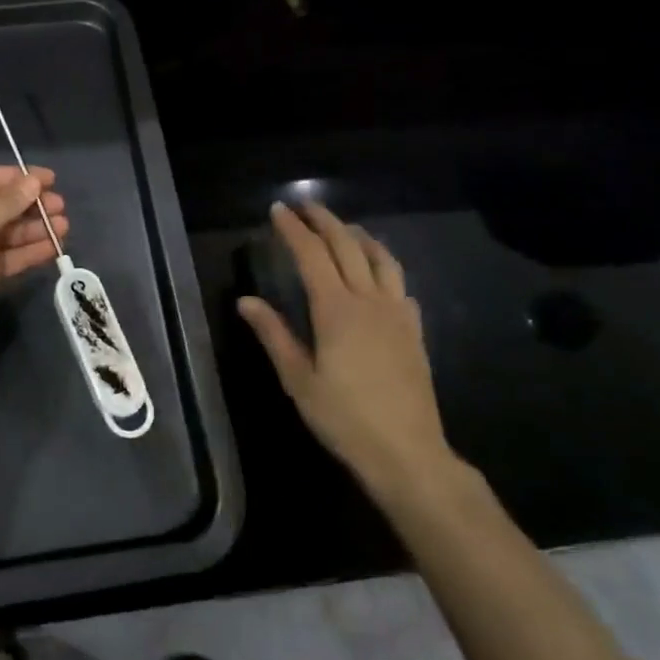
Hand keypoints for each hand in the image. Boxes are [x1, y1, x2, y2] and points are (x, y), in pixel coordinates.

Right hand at [237, 201, 454, 500]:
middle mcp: (369, 301)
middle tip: (306, 206)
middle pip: (347, 246)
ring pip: (381, 259)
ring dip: (359, 236)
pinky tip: (378, 276)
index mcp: (336, 309)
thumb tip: (246, 301)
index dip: (294, 230)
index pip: (311, 255)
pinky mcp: (414, 331)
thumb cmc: (345, 418)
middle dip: (324, 221)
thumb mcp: (298, 380)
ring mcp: (397, 314)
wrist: (408, 453)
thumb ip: (273, 335)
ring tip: (343, 229)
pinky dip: (385, 267)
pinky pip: (400, 285)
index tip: (278, 210)